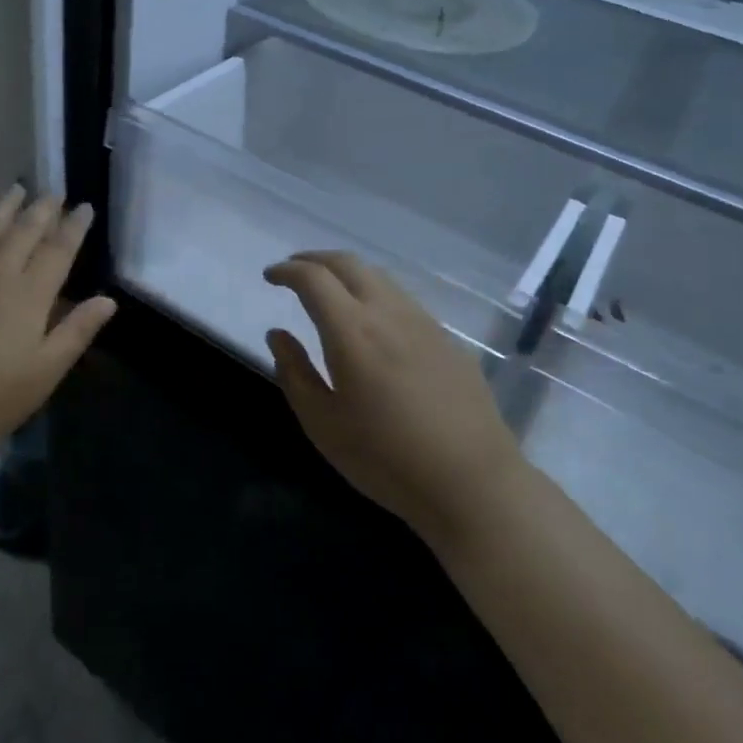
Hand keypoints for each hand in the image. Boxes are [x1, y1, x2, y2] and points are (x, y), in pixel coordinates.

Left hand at [0, 186, 116, 462]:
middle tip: (55, 192)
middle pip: (24, 232)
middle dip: (43, 210)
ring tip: (17, 189)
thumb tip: (108, 299)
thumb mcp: (42, 374)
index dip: (74, 227)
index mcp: (30, 295)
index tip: (85, 207)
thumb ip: (75, 333)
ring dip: (4, 208)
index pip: (59, 251)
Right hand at [265, 252, 521, 548]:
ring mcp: (424, 322)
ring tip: (329, 292)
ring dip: (347, 274)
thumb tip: (278, 335)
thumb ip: (295, 373)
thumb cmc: (386, 459)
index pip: (313, 279)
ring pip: (379, 277)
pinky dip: (375, 293)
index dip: (287, 271)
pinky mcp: (447, 339)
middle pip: (348, 263)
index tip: (270, 276)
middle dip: (315, 259)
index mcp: (352, 331)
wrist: (472, 483)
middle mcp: (388, 312)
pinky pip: (403, 299)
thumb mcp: (323, 424)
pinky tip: (372, 322)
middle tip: (294, 271)